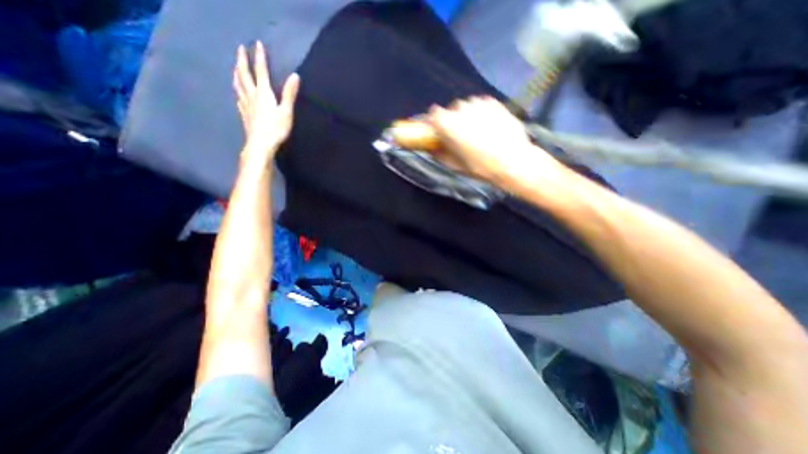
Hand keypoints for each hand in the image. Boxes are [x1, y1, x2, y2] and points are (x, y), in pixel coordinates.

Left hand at [232, 42, 301, 164]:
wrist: (260, 144)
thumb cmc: (276, 129)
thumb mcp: (286, 112)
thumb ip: (290, 94)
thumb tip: (295, 76)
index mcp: (263, 93)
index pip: (261, 72)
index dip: (259, 57)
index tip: (257, 44)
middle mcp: (252, 95)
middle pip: (245, 75)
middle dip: (243, 61)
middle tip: (240, 49)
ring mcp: (246, 105)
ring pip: (238, 85)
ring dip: (237, 73)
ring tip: (235, 67)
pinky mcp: (244, 114)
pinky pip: (238, 98)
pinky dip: (237, 90)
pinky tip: (237, 92)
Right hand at [425, 95, 562, 189]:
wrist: (512, 162)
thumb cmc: (480, 167)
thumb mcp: (455, 166)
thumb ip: (439, 154)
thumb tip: (433, 149)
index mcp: (448, 124)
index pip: (434, 113)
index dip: (436, 122)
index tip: (439, 130)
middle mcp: (461, 109)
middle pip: (451, 109)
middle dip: (453, 119)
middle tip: (460, 134)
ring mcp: (479, 103)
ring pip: (468, 106)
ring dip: (468, 115)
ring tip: (477, 131)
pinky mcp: (495, 103)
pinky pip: (482, 105)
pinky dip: (482, 113)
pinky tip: (489, 126)